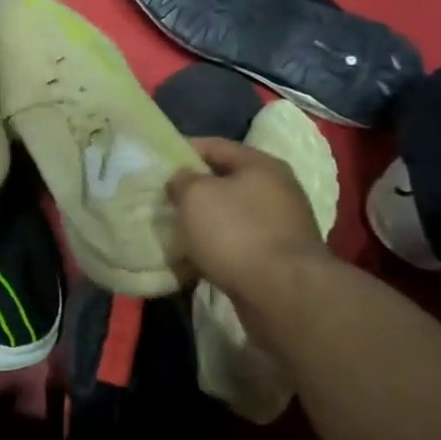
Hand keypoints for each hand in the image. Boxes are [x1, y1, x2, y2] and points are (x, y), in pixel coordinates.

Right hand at [167, 137, 329, 300]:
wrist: (283, 294)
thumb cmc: (236, 233)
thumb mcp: (196, 196)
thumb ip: (182, 180)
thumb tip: (182, 180)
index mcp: (261, 165)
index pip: (215, 145)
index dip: (183, 149)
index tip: (157, 162)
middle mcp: (277, 189)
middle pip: (225, 180)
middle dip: (194, 188)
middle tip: (164, 197)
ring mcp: (282, 225)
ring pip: (232, 214)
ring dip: (205, 220)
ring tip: (176, 228)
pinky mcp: (279, 257)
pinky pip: (239, 242)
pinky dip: (218, 246)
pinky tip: (197, 256)